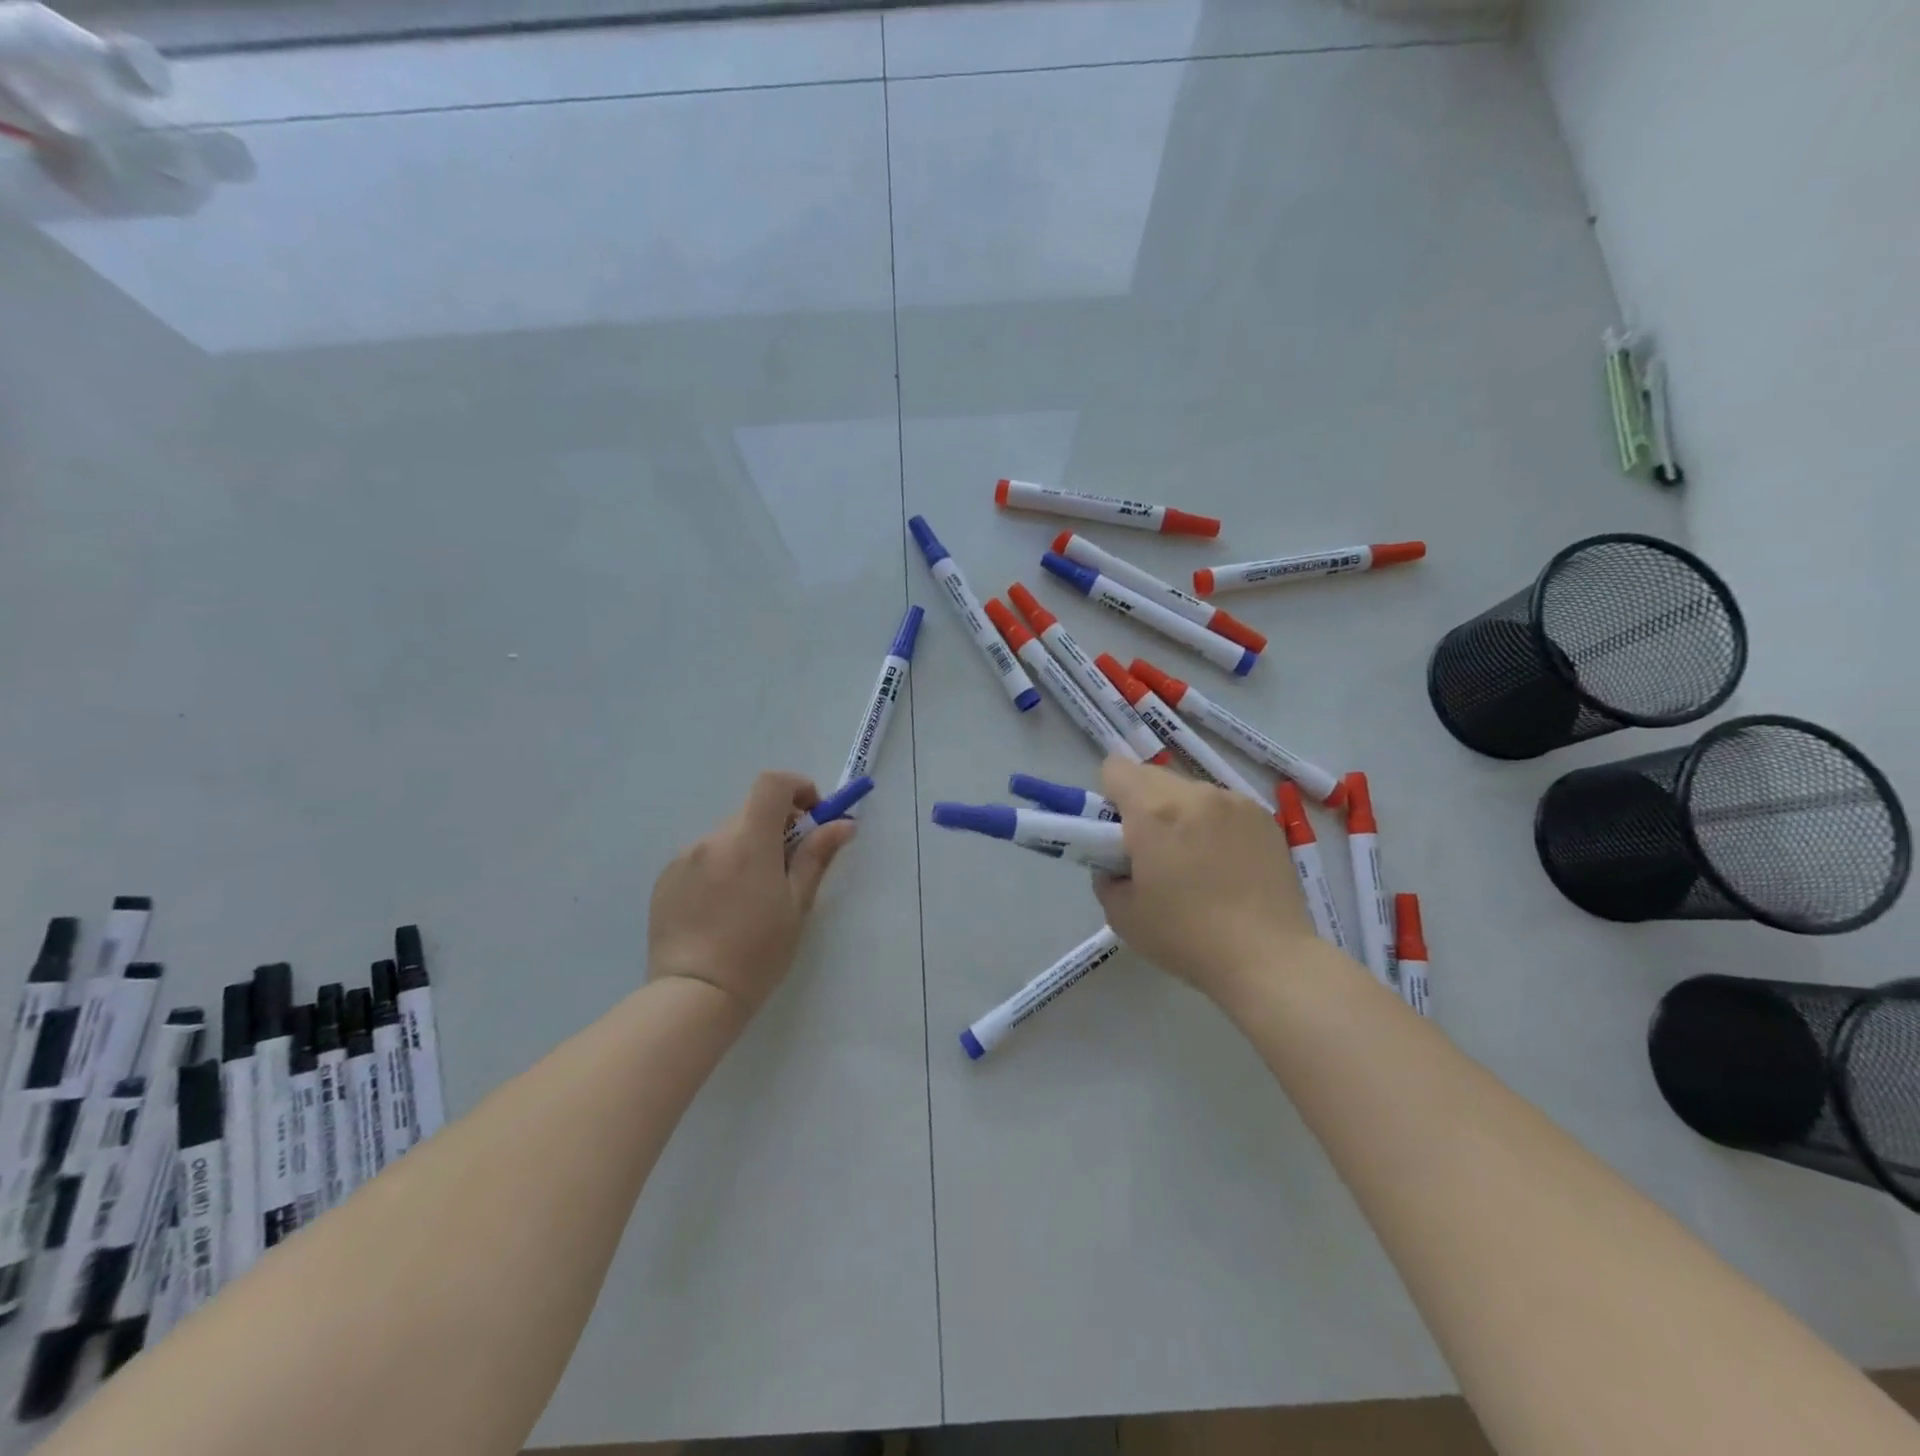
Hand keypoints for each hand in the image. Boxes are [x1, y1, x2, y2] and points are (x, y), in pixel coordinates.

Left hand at [647, 771, 855, 1013]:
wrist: (694, 995)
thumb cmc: (758, 953)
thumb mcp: (797, 905)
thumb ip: (816, 856)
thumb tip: (843, 824)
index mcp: (749, 842)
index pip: (772, 784)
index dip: (797, 788)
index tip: (812, 815)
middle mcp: (713, 840)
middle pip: (751, 812)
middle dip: (776, 827)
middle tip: (789, 866)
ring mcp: (685, 858)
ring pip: (727, 836)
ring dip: (747, 849)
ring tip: (752, 897)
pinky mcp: (666, 878)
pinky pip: (702, 858)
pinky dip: (720, 868)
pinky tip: (723, 909)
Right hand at [1093, 756, 1317, 1000]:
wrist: (1267, 958)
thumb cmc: (1186, 937)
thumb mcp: (1121, 914)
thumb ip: (1107, 876)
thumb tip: (1117, 865)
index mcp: (1154, 811)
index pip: (1116, 768)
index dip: (1109, 797)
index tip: (1116, 832)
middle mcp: (1195, 794)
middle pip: (1152, 777)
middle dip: (1143, 805)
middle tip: (1152, 852)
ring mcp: (1235, 803)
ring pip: (1190, 792)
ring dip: (1181, 813)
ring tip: (1195, 862)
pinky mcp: (1265, 818)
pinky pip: (1223, 808)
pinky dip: (1214, 825)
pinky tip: (1227, 866)